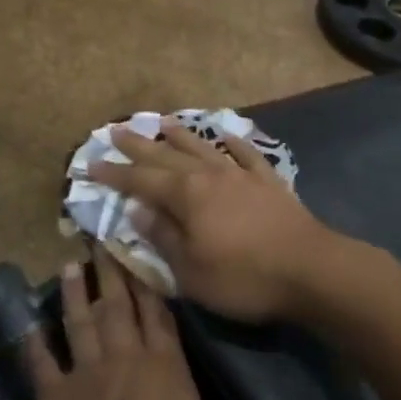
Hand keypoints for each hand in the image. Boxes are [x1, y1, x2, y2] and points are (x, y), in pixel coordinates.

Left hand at [16, 250, 329, 399]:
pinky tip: (27, 326)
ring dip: (75, 295)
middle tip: (101, 236)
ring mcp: (86, 376)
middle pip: (121, 307)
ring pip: (82, 323)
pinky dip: (35, 345)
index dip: (153, 287)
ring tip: (69, 263)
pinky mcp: (53, 399)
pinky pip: (42, 365)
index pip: (163, 319)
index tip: (143, 252)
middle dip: (113, 272)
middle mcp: (127, 363)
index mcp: (168, 374)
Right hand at [106, 120, 347, 324]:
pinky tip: (224, 135)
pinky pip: (244, 154)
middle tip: (116, 129)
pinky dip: (232, 143)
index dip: (115, 174)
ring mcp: (240, 174)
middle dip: (139, 145)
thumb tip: (137, 208)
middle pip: (167, 156)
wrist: (309, 269)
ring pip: (203, 148)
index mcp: (186, 196)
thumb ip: (163, 236)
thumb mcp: (191, 270)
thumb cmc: (243, 277)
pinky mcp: (267, 181)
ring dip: (180, 136)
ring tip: (163, 122)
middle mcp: (208, 175)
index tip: (91, 163)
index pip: (141, 181)